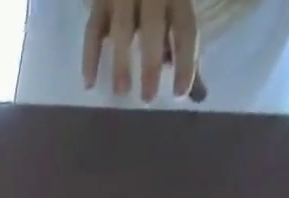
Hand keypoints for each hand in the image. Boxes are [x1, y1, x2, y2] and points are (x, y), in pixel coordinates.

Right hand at [84, 0, 199, 103]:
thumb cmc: (159, 0)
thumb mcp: (177, 12)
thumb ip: (183, 50)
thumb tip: (198, 94)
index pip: (184, 27)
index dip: (185, 60)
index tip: (180, 93)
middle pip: (152, 25)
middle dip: (151, 62)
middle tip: (147, 98)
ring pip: (121, 27)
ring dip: (121, 62)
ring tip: (121, 92)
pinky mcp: (99, 0)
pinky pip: (93, 30)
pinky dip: (90, 57)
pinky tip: (89, 83)